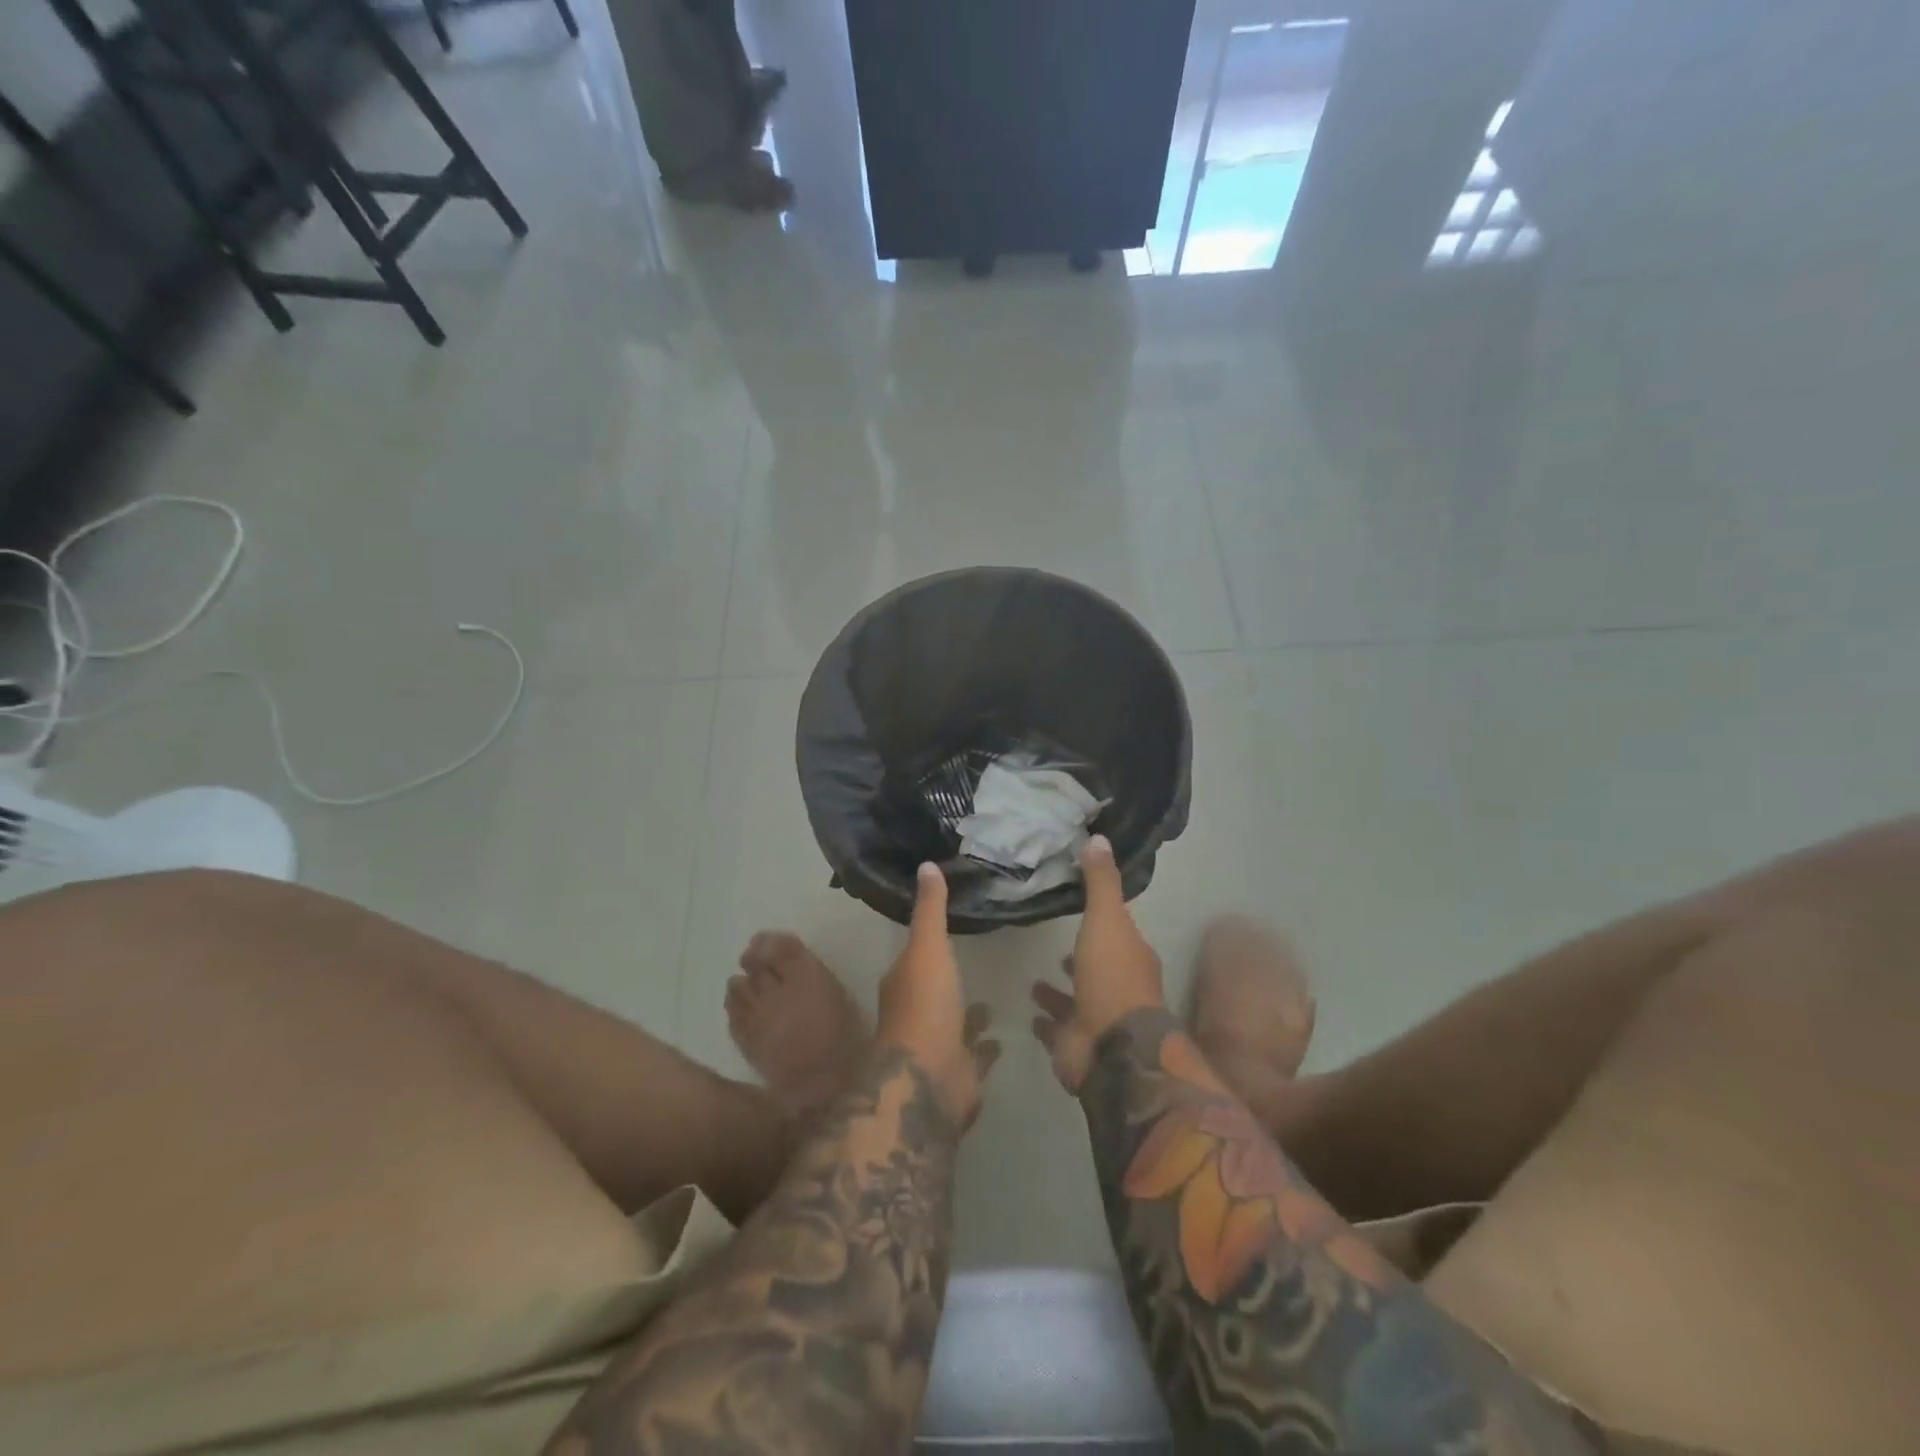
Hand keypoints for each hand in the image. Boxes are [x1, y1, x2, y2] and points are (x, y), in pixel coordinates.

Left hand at [875, 863, 1000, 1128]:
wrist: (930, 1079)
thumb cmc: (925, 1006)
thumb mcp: (927, 948)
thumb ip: (930, 910)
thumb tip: (926, 864)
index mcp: (903, 982)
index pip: (914, 956)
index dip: (928, 942)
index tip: (949, 929)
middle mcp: (915, 1012)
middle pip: (934, 988)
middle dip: (949, 978)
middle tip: (977, 958)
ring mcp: (937, 1044)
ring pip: (954, 1022)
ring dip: (968, 1012)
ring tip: (993, 997)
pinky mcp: (959, 1071)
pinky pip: (975, 1053)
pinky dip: (985, 1045)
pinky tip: (1002, 1037)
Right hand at [1030, 835, 1165, 1091]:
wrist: (1113, 1049)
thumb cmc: (1113, 978)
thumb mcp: (1107, 920)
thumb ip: (1100, 883)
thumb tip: (1098, 837)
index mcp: (1132, 957)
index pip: (1118, 934)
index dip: (1102, 921)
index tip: (1081, 909)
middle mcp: (1119, 988)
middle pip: (1097, 968)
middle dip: (1080, 959)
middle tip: (1055, 947)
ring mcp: (1098, 1019)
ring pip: (1076, 1001)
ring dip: (1059, 993)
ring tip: (1034, 981)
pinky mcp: (1077, 1045)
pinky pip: (1058, 1030)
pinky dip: (1047, 1023)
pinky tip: (1030, 1014)